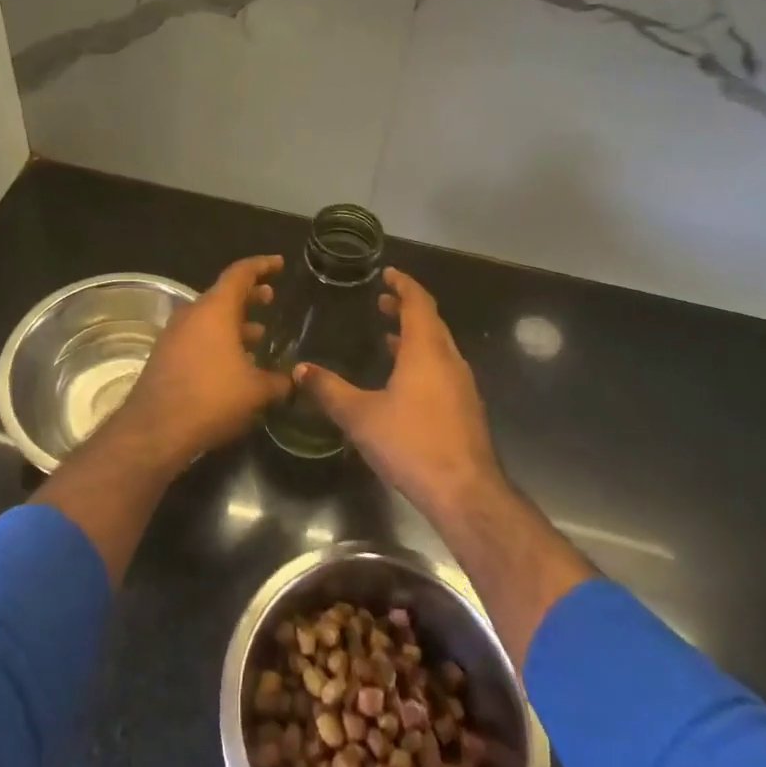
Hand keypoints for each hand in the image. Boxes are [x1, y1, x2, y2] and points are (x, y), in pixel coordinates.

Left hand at [110, 255, 291, 463]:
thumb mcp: (256, 391)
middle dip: (249, 296)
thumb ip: (280, 381)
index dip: (262, 265)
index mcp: (215, 309)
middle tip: (270, 298)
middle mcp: (192, 314)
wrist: (155, 429)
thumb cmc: (211, 398)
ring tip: (259, 334)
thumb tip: (295, 380)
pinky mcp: (166, 356)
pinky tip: (235, 364)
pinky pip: (198, 337)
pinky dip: (219, 341)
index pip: (240, 273)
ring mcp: (175, 335)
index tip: (279, 263)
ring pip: (210, 319)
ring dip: (235, 323)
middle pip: (224, 295)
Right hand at [293, 268, 499, 516]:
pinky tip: (405, 381)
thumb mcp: (361, 416)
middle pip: (431, 322)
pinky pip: (442, 369)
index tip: (388, 273)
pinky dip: (423, 360)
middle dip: (407, 308)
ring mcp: (462, 385)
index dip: (403, 285)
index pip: (418, 303)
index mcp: (426, 350)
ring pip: (439, 347)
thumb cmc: (412, 444)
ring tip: (389, 336)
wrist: (465, 492)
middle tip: (382, 303)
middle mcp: (449, 360)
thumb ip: (329, 390)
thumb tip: (300, 369)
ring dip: (415, 336)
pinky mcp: (466, 409)